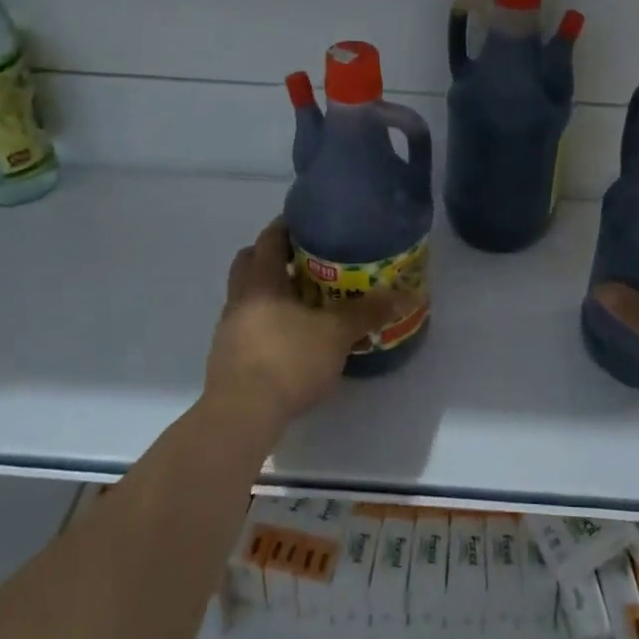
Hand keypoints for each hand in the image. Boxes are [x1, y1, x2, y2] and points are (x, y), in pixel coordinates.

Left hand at [202, 218, 410, 433]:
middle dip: (275, 257)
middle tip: (307, 260)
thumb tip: (409, 294)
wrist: (242, 415)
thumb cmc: (288, 360)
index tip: (310, 223)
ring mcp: (229, 330)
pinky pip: (250, 326)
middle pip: (250, 263)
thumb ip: (369, 312)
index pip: (269, 238)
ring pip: (248, 296)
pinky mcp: (229, 358)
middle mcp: (240, 299)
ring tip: (306, 301)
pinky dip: (269, 322)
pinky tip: (293, 338)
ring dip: (272, 292)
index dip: (287, 226)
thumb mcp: (337, 333)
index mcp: (261, 281)